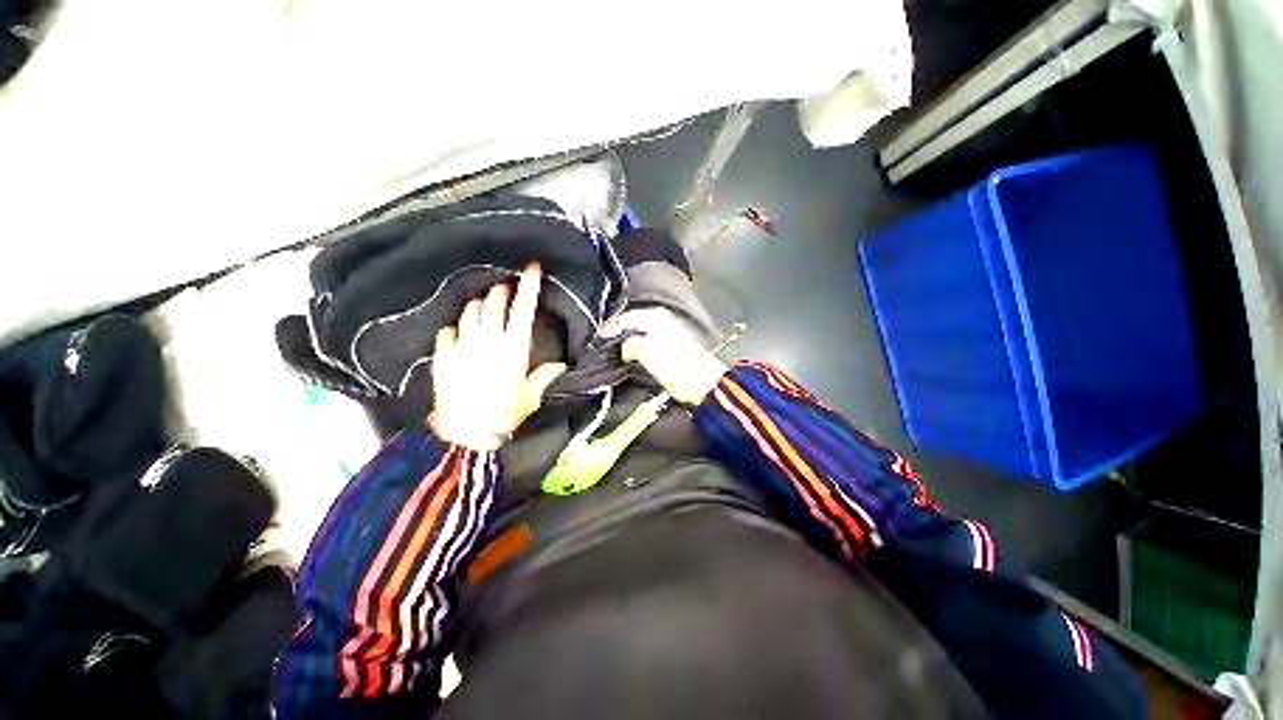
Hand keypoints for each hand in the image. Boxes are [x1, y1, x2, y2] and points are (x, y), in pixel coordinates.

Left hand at [430, 264, 566, 450]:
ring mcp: (463, 345)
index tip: (532, 267)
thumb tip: (561, 365)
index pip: (523, 308)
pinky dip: (455, 330)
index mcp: (514, 348)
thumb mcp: (531, 395)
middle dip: (501, 291)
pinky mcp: (443, 356)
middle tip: (505, 291)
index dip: (529, 285)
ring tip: (484, 312)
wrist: (467, 432)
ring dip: (479, 307)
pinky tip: (459, 337)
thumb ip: (545, 376)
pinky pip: (447, 331)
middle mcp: (488, 340)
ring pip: (470, 312)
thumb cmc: (505, 413)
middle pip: (494, 302)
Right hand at [606, 308, 727, 404]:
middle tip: (604, 342)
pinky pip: (648, 339)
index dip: (610, 327)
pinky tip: (632, 354)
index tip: (598, 338)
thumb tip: (624, 348)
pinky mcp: (672, 345)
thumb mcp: (647, 353)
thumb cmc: (675, 366)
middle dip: (618, 331)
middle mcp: (662, 319)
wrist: (704, 383)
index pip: (625, 317)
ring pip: (640, 331)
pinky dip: (638, 344)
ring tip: (615, 349)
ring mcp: (668, 331)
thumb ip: (630, 345)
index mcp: (655, 316)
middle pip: (633, 322)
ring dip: (627, 338)